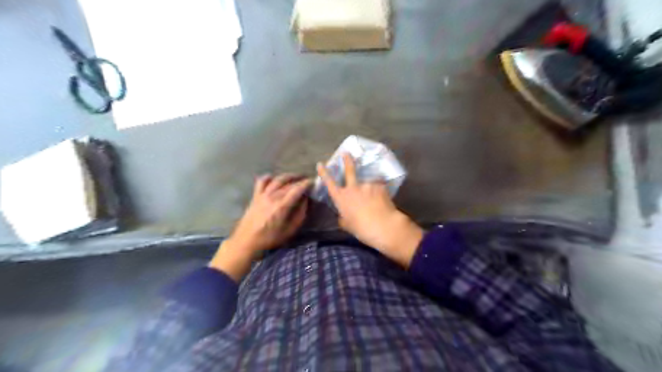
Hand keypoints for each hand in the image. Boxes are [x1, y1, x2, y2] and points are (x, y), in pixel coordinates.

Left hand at [211, 173, 312, 280]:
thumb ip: (300, 214)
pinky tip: (274, 178)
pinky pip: (262, 181)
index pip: (297, 189)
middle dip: (300, 179)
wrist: (247, 241)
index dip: (307, 184)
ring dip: (288, 176)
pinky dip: (269, 177)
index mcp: (282, 206)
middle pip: (289, 183)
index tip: (313, 182)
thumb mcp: (290, 230)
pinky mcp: (255, 196)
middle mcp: (273, 197)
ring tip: (295, 177)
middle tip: (307, 180)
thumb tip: (305, 200)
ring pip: (277, 179)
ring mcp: (263, 195)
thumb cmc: (270, 238)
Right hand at [316, 154, 423, 266]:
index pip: (329, 182)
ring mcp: (367, 185)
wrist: (384, 226)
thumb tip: (343, 216)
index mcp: (342, 198)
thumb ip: (343, 217)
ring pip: (367, 182)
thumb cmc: (362, 229)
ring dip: (369, 187)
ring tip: (375, 198)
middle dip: (347, 160)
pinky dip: (380, 192)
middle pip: (349, 170)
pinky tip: (384, 200)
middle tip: (346, 153)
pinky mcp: (380, 186)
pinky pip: (379, 187)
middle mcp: (353, 188)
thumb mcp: (347, 225)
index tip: (320, 164)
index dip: (324, 173)